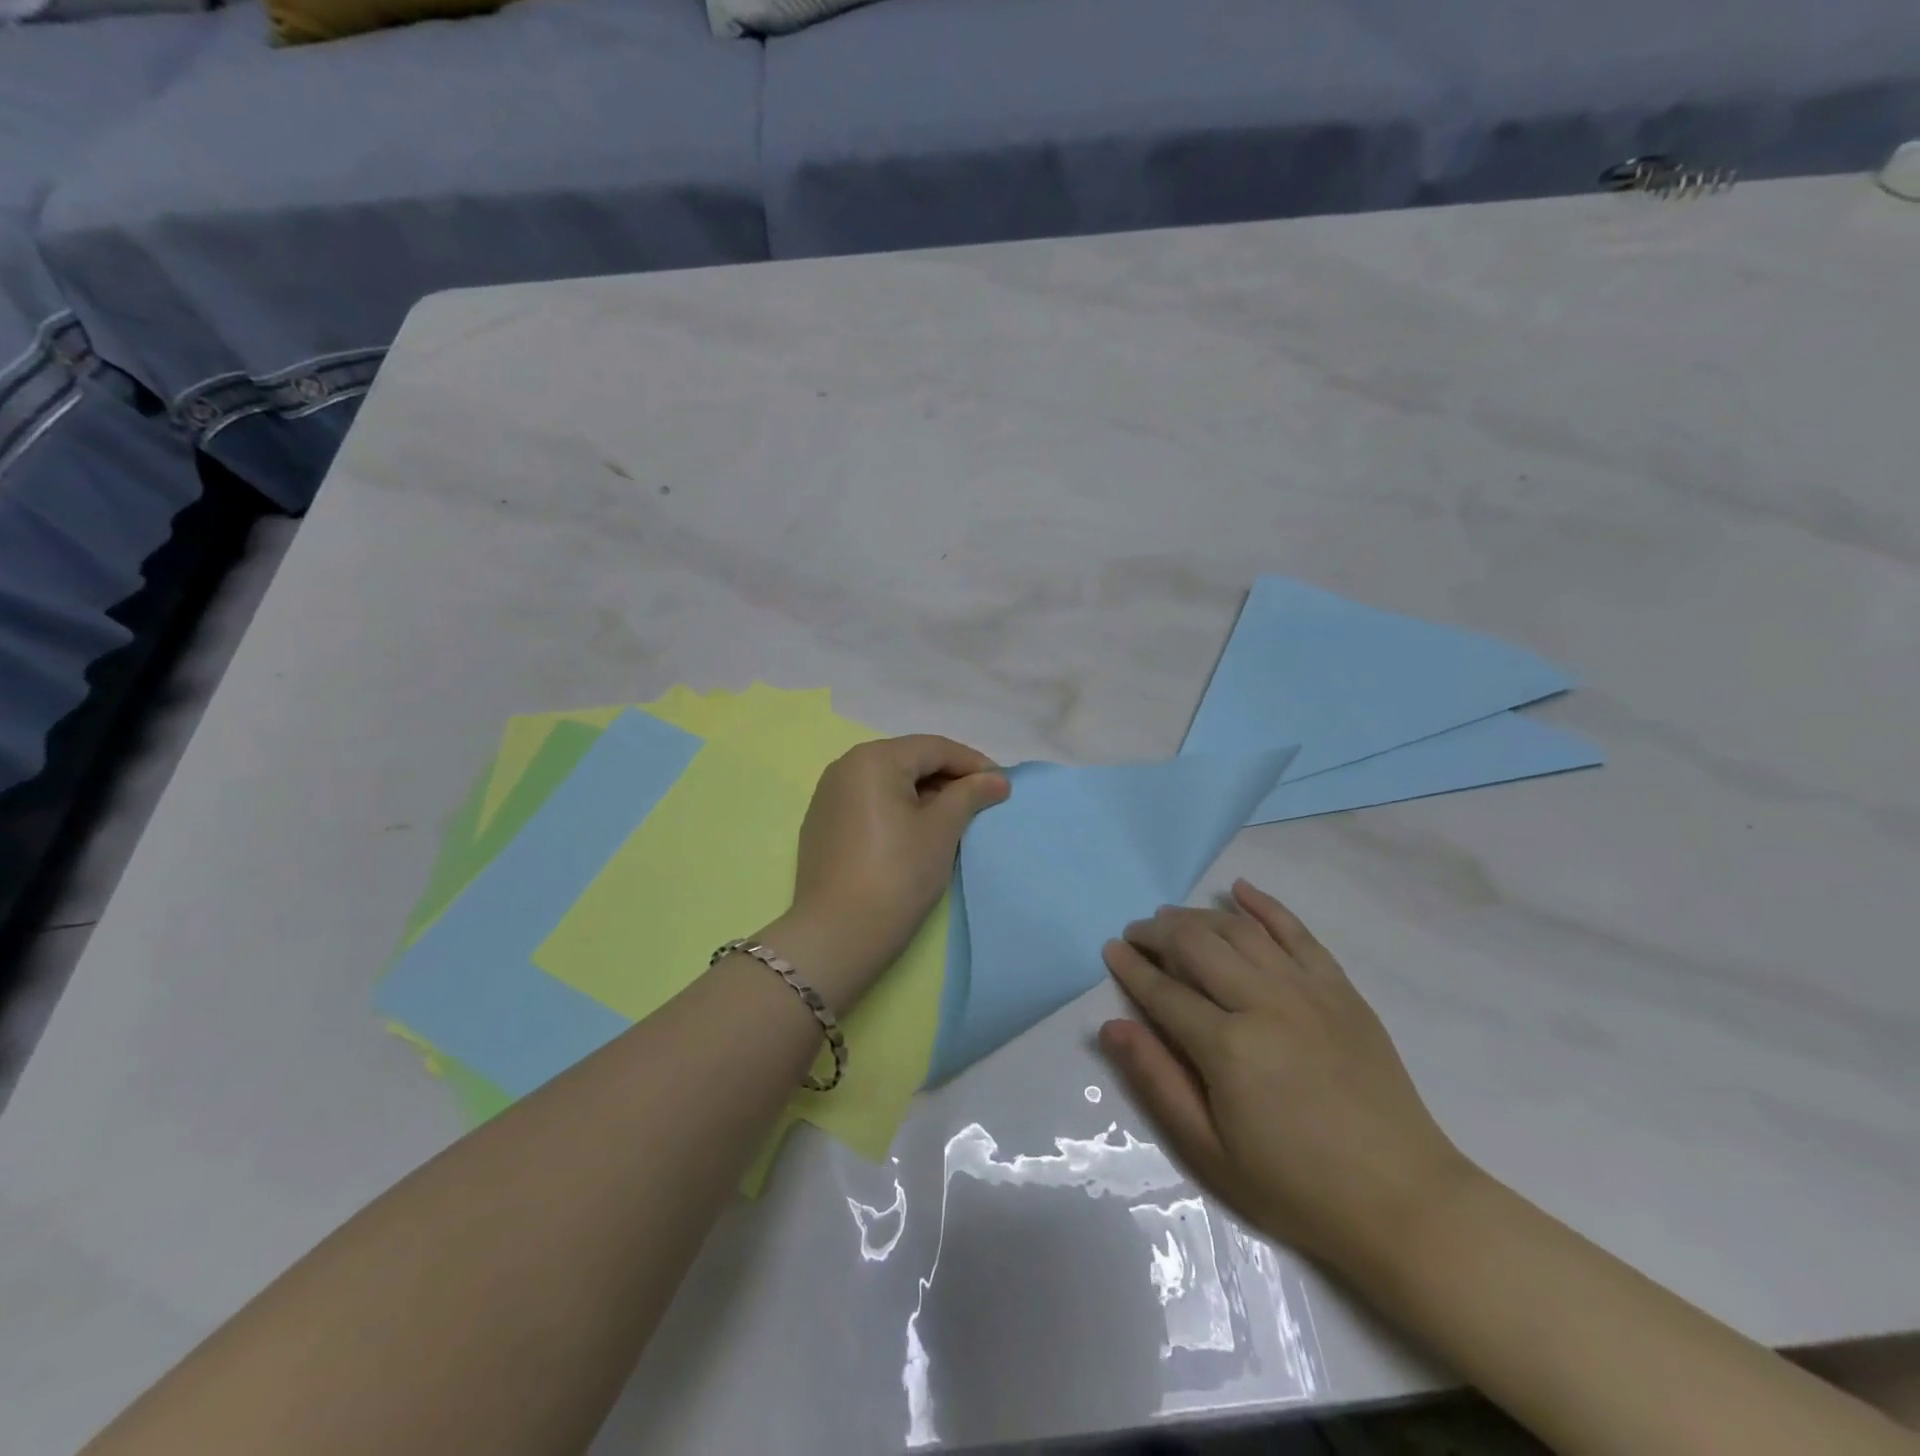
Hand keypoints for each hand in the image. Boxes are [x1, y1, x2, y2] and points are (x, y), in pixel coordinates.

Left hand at [768, 736, 1007, 1009]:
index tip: (1002, 785)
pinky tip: (916, 833)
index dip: (973, 763)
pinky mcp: (822, 824)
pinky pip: (869, 802)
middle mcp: (845, 766)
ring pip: (888, 781)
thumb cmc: (898, 873)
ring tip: (953, 818)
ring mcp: (828, 795)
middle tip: (981, 803)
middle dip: (948, 778)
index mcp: (874, 759)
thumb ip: (970, 795)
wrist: (838, 934)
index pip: (934, 748)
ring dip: (924, 794)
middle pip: (909, 760)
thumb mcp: (941, 829)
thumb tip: (997, 778)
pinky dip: (897, 809)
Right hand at [1100, 880, 1477, 1278]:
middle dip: (1157, 933)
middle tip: (1137, 933)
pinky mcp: (1340, 989)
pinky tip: (1240, 890)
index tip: (1111, 949)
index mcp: (1228, 1047)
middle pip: (1197, 946)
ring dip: (1199, 916)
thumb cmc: (1296, 1186)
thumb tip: (1111, 1026)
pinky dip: (1266, 905)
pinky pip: (1298, 932)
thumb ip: (1157, 1080)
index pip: (1163, 991)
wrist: (1403, 1201)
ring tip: (1173, 918)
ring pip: (1240, 931)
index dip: (1131, 967)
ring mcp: (1307, 990)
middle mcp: (1264, 1003)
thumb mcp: (1210, 1150)